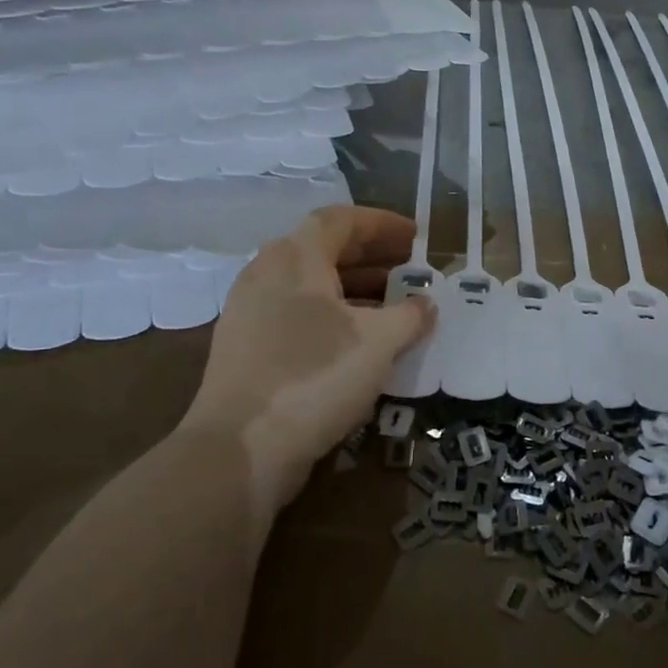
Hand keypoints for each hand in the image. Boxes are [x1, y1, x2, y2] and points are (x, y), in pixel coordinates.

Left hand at [181, 206, 434, 519]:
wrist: (241, 448)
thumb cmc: (315, 376)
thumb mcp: (378, 342)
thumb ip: (410, 315)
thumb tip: (426, 303)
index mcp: (295, 257)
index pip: (341, 220)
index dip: (382, 223)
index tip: (416, 236)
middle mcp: (267, 273)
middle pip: (324, 250)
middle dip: (372, 257)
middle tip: (410, 269)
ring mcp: (250, 312)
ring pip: (311, 286)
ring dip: (355, 290)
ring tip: (394, 307)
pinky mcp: (245, 348)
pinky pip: (297, 315)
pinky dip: (333, 317)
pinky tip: (360, 344)